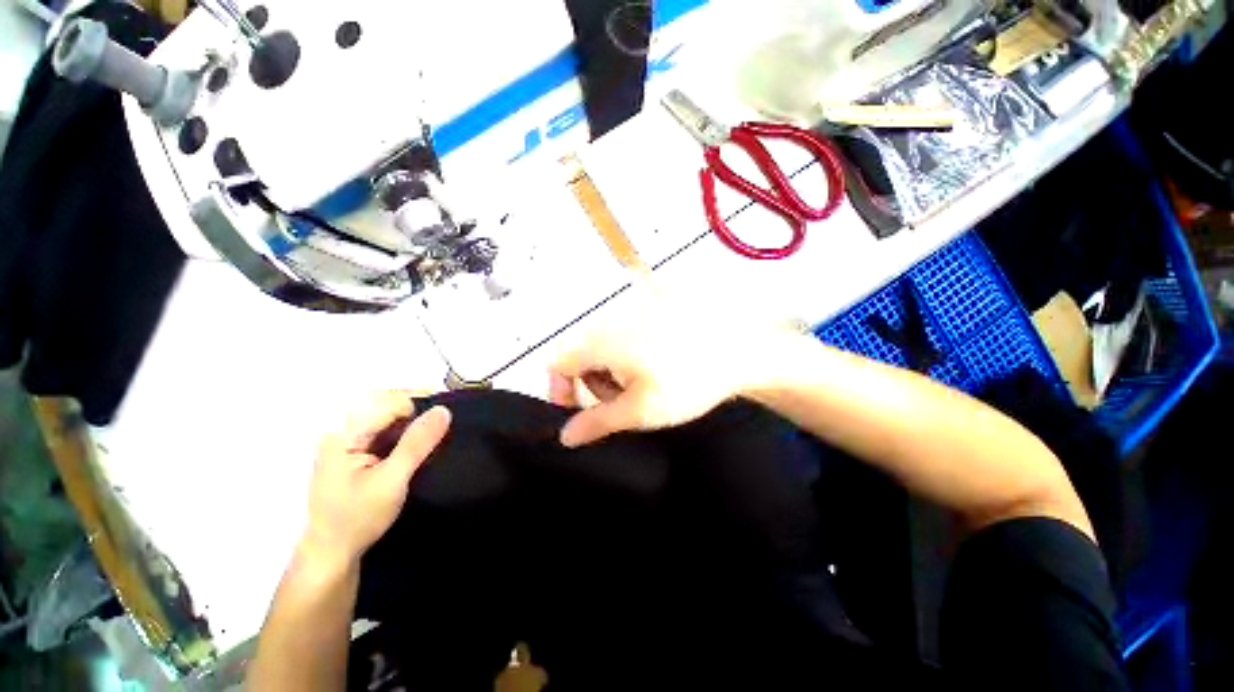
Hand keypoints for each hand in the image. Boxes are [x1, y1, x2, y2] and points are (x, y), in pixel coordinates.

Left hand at [301, 391, 450, 567]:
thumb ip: (416, 444)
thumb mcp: (391, 481)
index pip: (387, 401)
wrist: (333, 554)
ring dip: (415, 418)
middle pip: (386, 403)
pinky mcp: (357, 452)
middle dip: (419, 405)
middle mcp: (343, 431)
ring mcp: (349, 442)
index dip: (420, 401)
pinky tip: (424, 439)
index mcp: (344, 434)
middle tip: (447, 417)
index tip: (448, 411)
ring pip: (388, 416)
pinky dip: (408, 430)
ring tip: (441, 425)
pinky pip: (386, 429)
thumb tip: (443, 410)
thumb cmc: (357, 519)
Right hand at [548, 304, 795, 446]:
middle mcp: (611, 319)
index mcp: (602, 342)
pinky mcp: (650, 308)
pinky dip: (628, 354)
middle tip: (624, 402)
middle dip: (593, 383)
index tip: (582, 410)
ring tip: (644, 385)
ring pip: (604, 345)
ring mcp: (631, 310)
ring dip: (613, 370)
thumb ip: (597, 423)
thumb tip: (564, 436)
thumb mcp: (640, 411)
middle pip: (581, 355)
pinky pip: (624, 333)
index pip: (558, 362)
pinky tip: (655, 364)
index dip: (561, 389)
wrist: (739, 351)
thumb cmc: (687, 383)